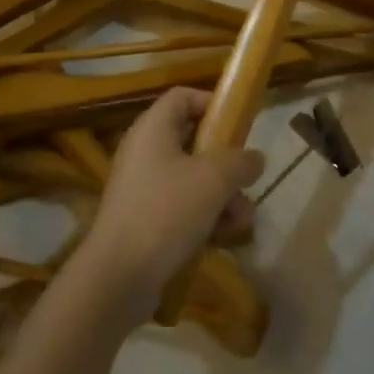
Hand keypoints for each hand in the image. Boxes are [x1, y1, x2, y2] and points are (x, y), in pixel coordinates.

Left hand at [80, 89, 264, 321]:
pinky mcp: (144, 220)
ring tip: (241, 220)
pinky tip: (224, 238)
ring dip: (222, 195)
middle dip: (226, 163)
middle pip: (193, 141)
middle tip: (247, 180)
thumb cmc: (166, 211)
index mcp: (153, 128)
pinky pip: (181, 207)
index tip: (239, 124)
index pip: (183, 96)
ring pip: (192, 178)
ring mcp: (142, 187)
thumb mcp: (213, 179)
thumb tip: (255, 158)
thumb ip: (240, 161)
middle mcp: (145, 151)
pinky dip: (204, 217)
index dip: (212, 103)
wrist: (119, 277)